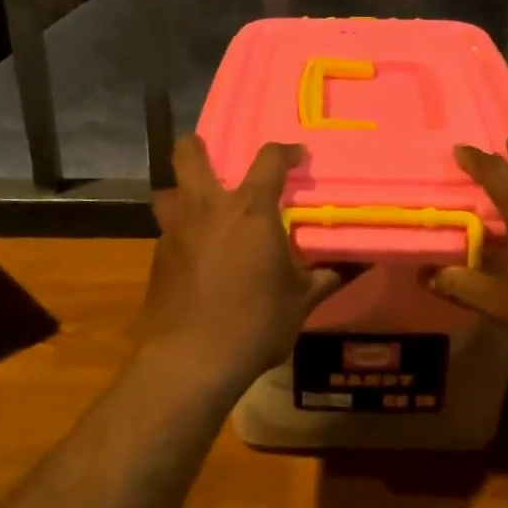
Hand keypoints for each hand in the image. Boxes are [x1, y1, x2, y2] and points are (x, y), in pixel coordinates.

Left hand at [138, 136, 342, 388]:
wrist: (192, 360)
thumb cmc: (256, 323)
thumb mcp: (301, 301)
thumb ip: (324, 277)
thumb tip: (351, 266)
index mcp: (250, 210)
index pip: (269, 159)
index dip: (286, 151)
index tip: (296, 157)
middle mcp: (207, 209)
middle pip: (188, 155)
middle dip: (198, 147)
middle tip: (216, 160)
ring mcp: (176, 231)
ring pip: (168, 191)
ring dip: (182, 192)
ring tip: (201, 209)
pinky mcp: (157, 257)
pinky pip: (167, 231)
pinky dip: (181, 233)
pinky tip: (194, 257)